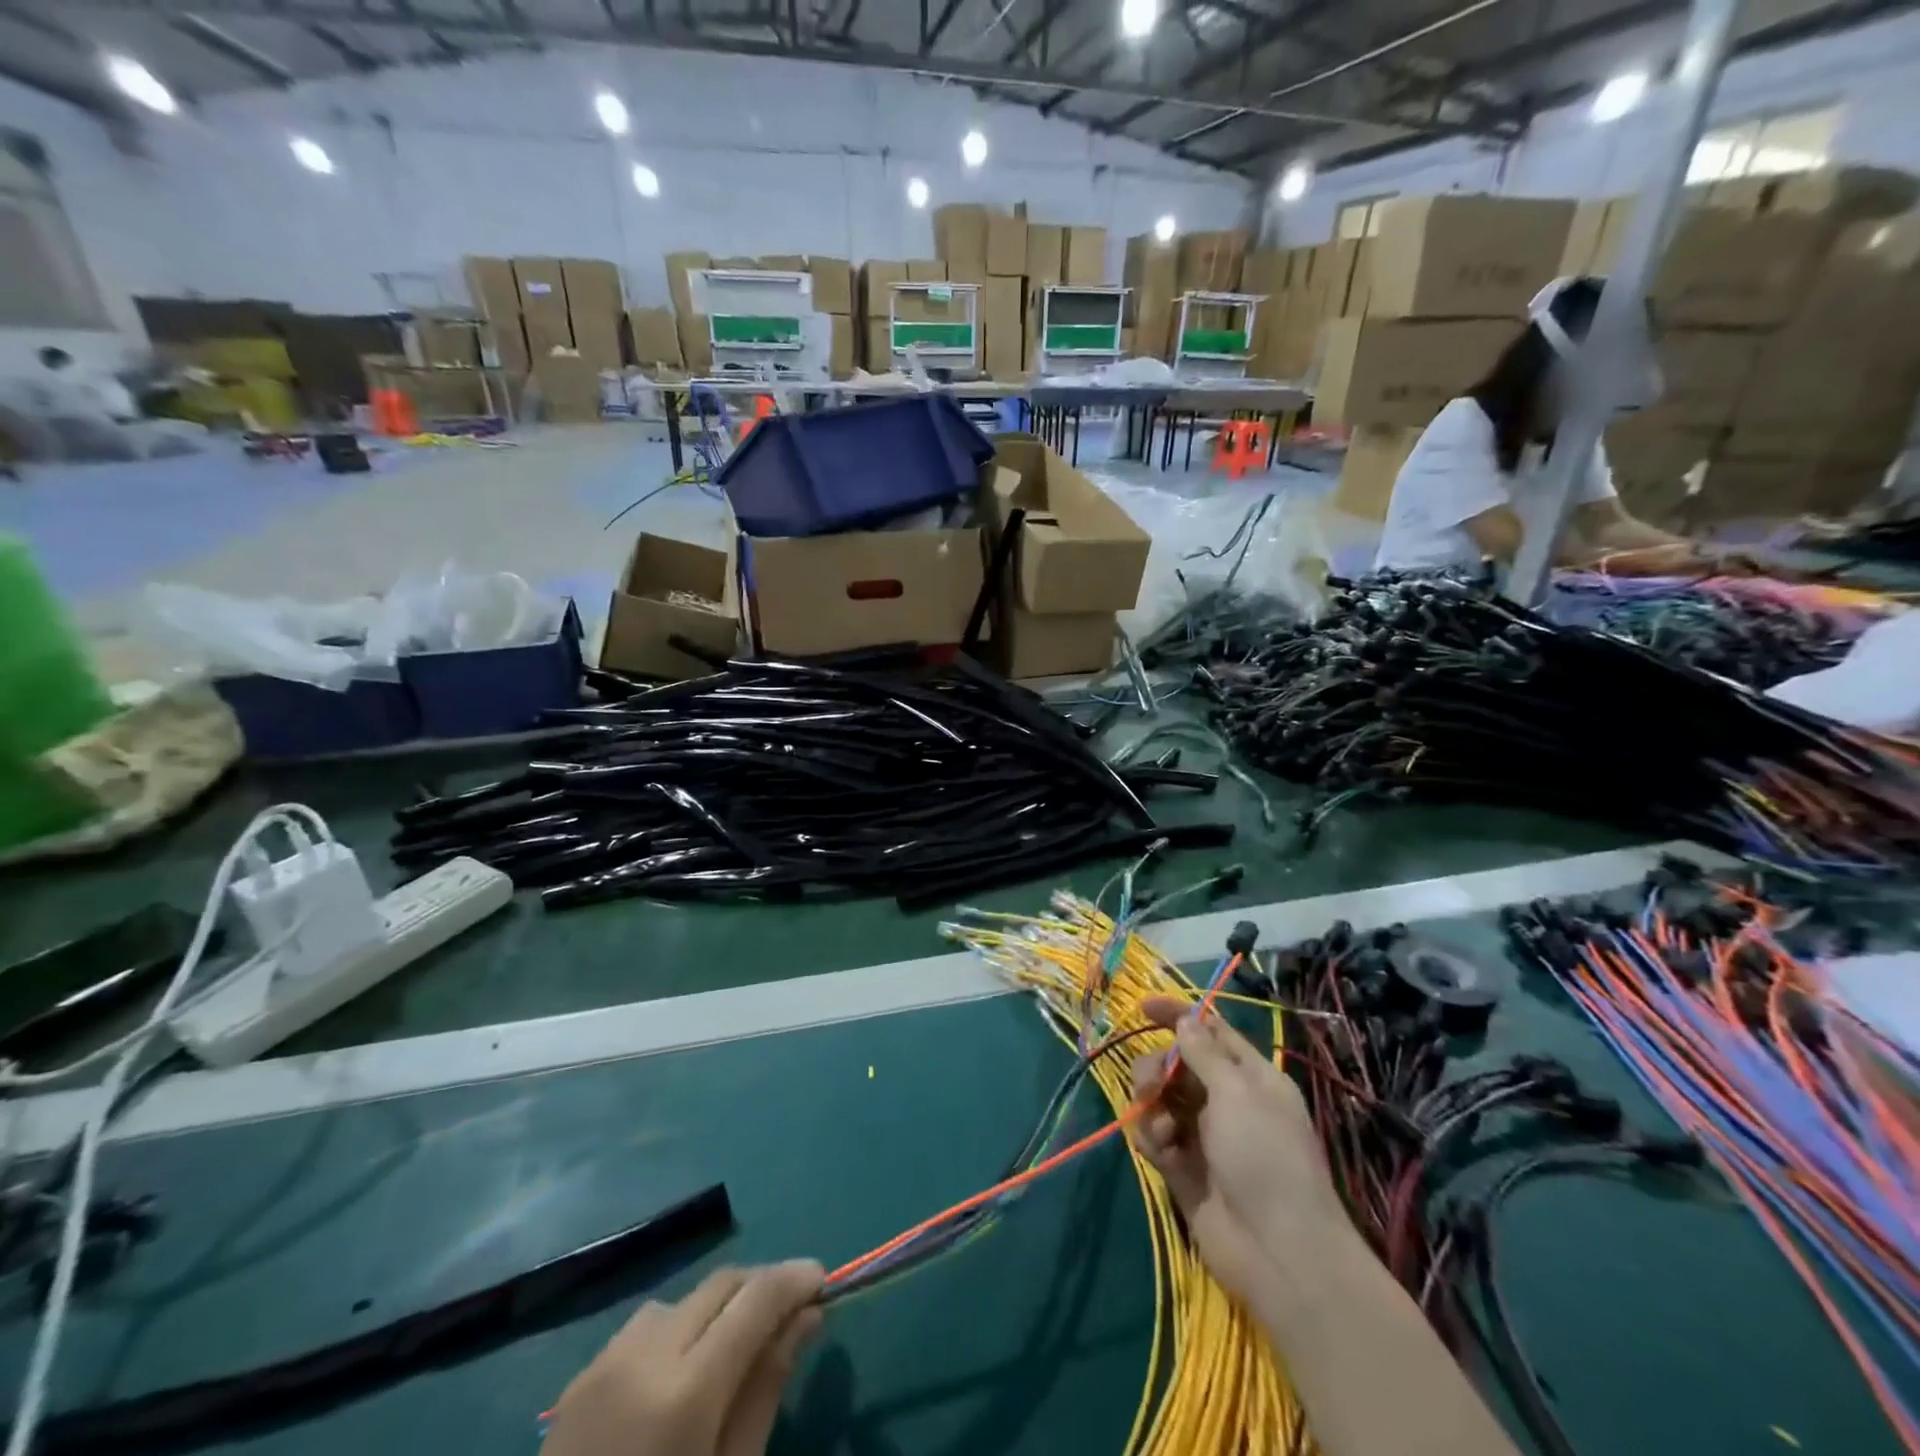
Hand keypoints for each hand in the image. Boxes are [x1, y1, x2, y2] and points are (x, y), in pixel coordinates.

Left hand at [544, 1261, 823, 1455]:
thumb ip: (766, 1390)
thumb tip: (805, 1318)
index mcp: (687, 1391)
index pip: (756, 1299)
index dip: (794, 1279)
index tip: (823, 1277)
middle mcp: (646, 1356)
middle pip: (721, 1284)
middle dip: (761, 1286)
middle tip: (791, 1310)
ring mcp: (606, 1362)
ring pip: (685, 1299)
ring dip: (719, 1307)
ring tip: (736, 1346)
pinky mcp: (579, 1377)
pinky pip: (646, 1326)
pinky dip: (679, 1328)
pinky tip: (683, 1371)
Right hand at [1127, 998, 1351, 1304]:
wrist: (1280, 1253)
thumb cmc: (1266, 1157)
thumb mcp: (1237, 1093)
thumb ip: (1204, 1053)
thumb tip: (1186, 1018)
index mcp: (1251, 1077)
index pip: (1210, 1031)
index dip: (1178, 1015)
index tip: (1143, 1006)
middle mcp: (1226, 1101)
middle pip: (1177, 1063)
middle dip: (1157, 1066)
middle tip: (1152, 1084)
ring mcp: (1204, 1136)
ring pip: (1160, 1098)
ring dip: (1151, 1103)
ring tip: (1160, 1126)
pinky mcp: (1182, 1168)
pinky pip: (1155, 1135)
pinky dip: (1151, 1135)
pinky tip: (1160, 1149)